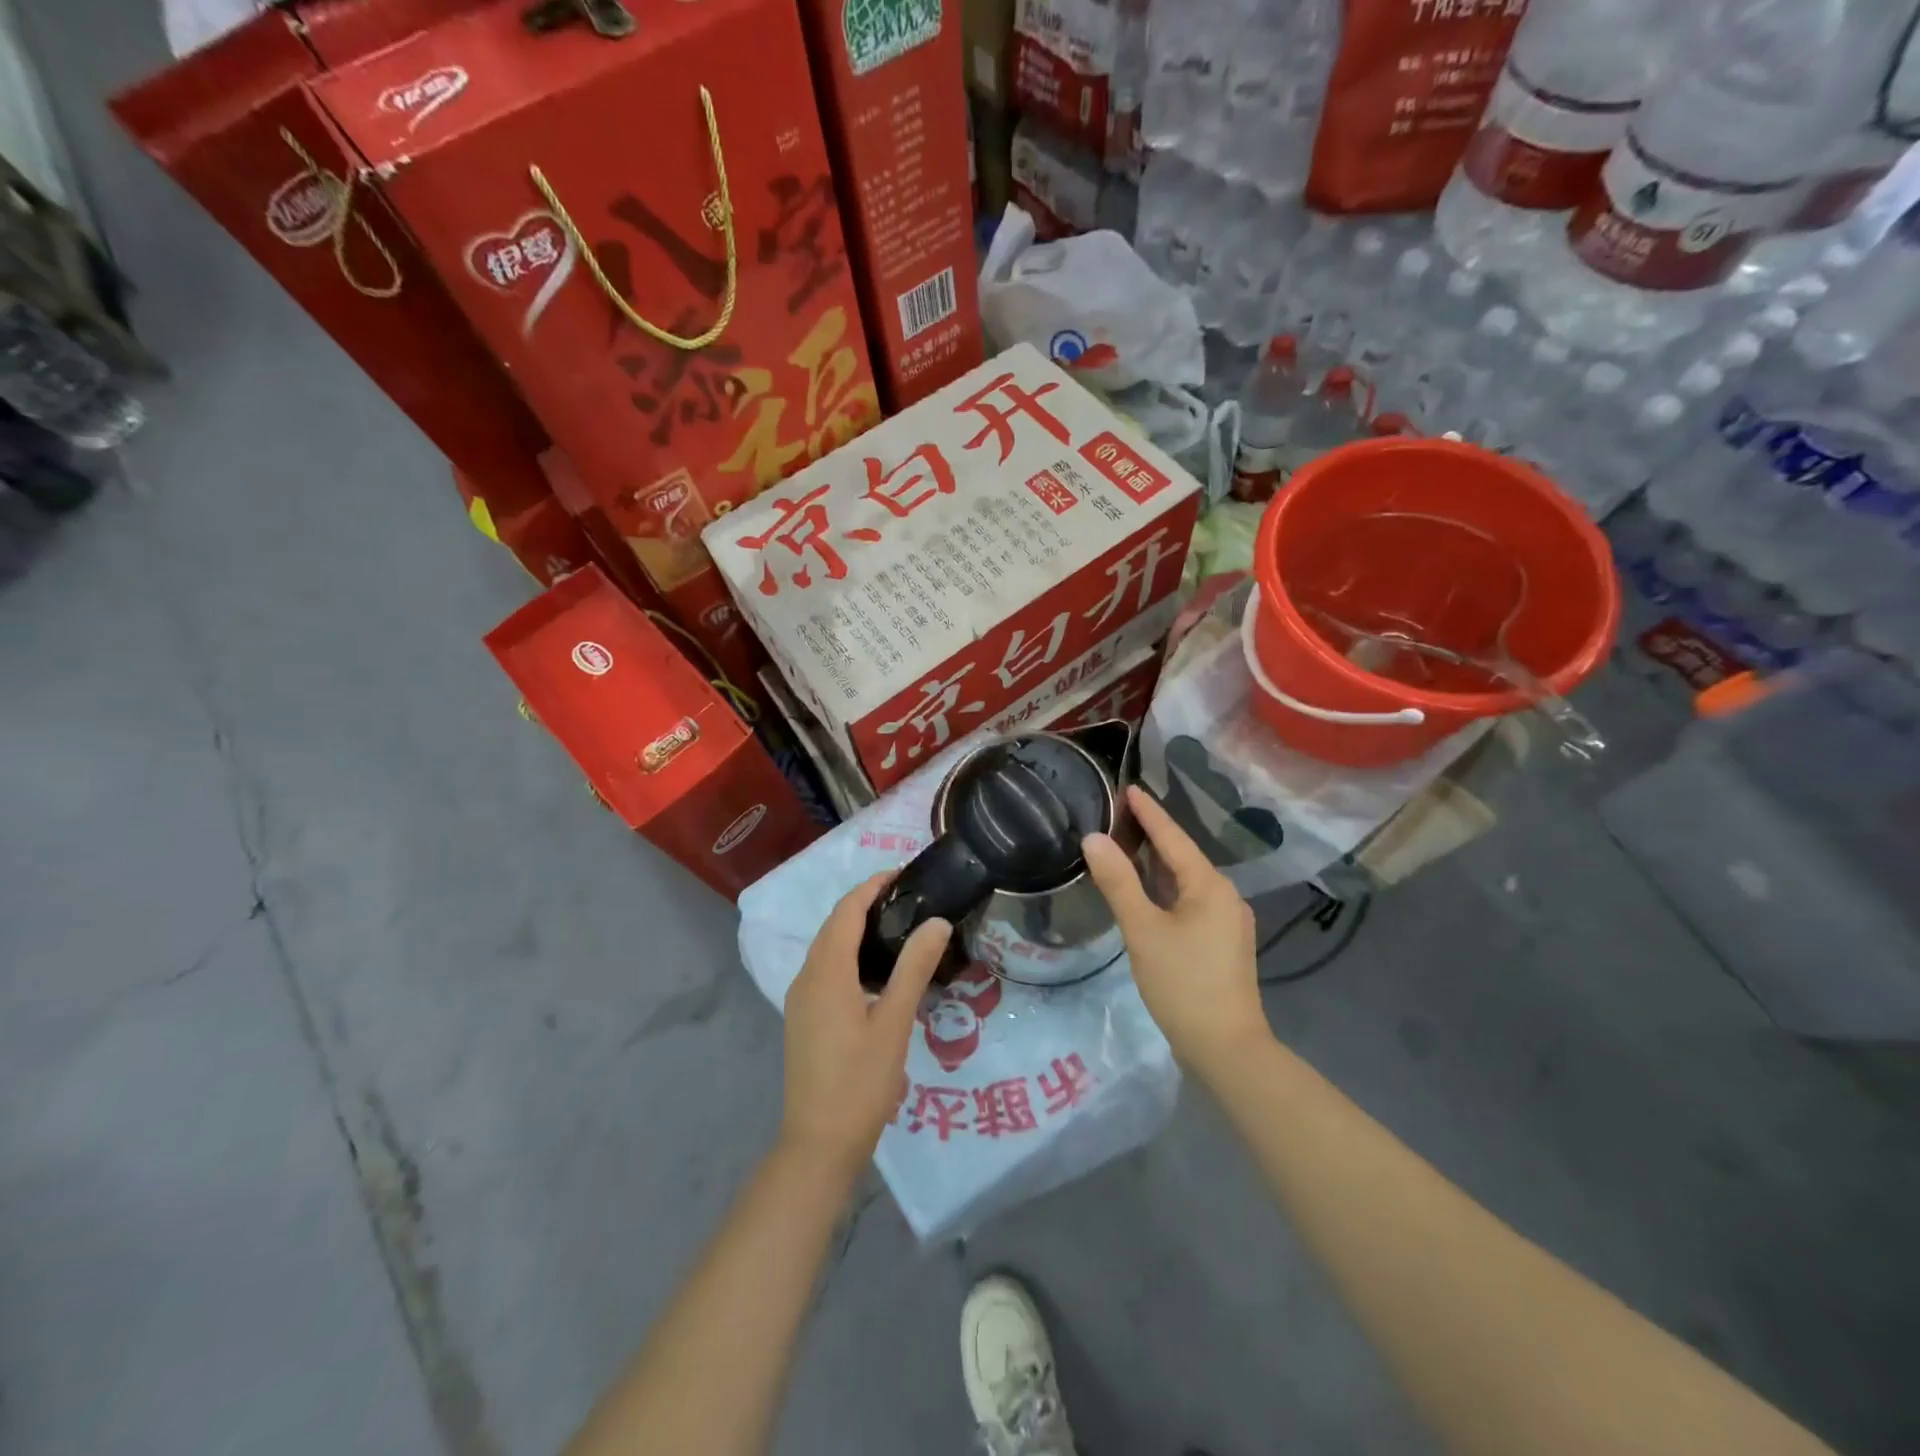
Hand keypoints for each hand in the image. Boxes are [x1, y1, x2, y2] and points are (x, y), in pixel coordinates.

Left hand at [780, 874, 951, 1178]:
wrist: (818, 1144)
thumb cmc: (860, 1082)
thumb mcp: (895, 1022)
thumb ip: (914, 968)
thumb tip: (936, 922)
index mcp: (826, 973)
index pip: (847, 912)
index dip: (871, 887)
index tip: (903, 873)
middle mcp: (806, 978)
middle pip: (834, 926)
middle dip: (865, 903)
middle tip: (908, 897)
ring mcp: (801, 1000)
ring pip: (828, 949)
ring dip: (856, 929)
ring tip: (898, 926)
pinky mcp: (804, 1019)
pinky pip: (825, 970)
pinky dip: (849, 955)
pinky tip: (876, 972)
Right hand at [1082, 785, 1270, 1070]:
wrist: (1226, 1047)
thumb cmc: (1182, 983)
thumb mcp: (1143, 930)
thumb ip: (1118, 882)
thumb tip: (1093, 839)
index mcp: (1209, 886)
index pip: (1174, 838)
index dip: (1150, 812)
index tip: (1130, 787)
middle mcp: (1225, 896)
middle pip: (1183, 856)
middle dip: (1153, 836)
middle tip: (1120, 814)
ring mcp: (1228, 921)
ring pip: (1187, 882)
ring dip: (1159, 864)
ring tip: (1128, 846)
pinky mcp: (1223, 943)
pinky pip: (1191, 902)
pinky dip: (1166, 890)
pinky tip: (1148, 893)